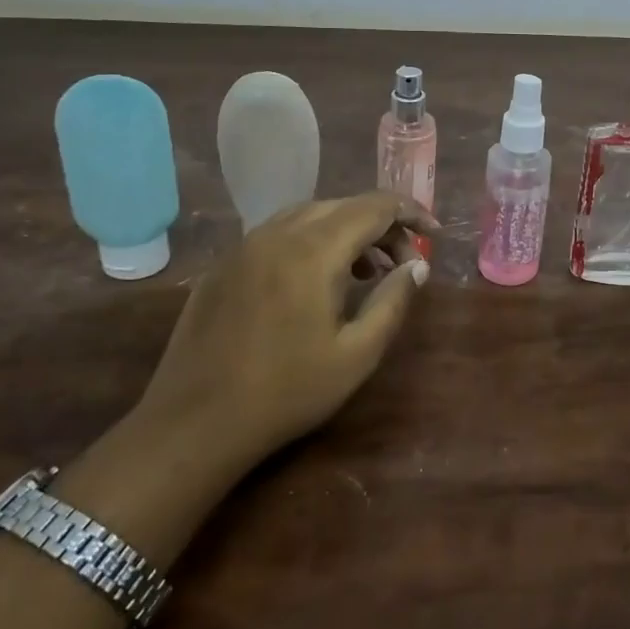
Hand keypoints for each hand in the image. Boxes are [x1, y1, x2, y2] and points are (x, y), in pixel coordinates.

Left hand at [139, 193, 435, 468]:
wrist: (194, 424)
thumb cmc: (286, 392)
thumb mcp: (357, 354)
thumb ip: (393, 301)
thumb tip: (417, 265)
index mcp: (313, 251)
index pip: (374, 207)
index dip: (411, 213)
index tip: (435, 235)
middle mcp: (277, 233)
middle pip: (343, 205)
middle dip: (383, 225)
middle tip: (405, 263)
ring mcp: (245, 246)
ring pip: (310, 215)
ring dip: (348, 230)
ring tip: (368, 271)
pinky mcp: (225, 265)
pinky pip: (280, 233)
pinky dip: (313, 241)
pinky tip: (318, 280)